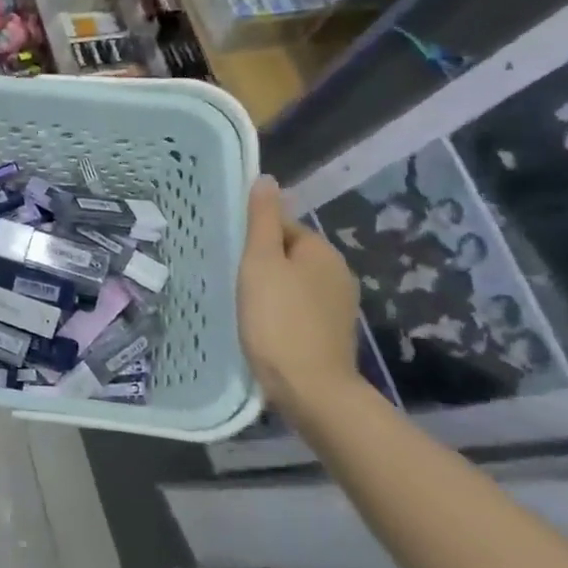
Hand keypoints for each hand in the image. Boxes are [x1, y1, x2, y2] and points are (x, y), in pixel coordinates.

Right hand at [238, 176, 361, 411]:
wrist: (310, 388)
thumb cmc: (277, 319)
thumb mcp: (261, 262)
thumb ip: (262, 220)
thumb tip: (267, 179)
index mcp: (321, 250)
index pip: (282, 226)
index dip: (252, 237)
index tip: (229, 254)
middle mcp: (337, 272)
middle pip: (289, 254)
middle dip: (262, 263)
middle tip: (229, 279)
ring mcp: (338, 306)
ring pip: (294, 283)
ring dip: (270, 288)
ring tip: (241, 304)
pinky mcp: (331, 333)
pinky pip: (299, 308)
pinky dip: (280, 311)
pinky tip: (261, 326)